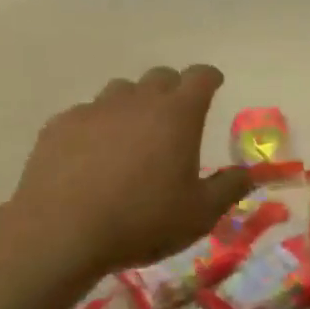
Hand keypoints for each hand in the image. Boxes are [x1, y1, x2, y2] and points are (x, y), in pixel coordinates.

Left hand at [6, 65, 253, 282]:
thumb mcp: (198, 215)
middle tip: (174, 116)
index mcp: (176, 115)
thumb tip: (248, 174)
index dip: (209, 77)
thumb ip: (228, 189)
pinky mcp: (61, 124)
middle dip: (172, 89)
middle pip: (160, 77)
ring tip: (132, 136)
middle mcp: (137, 100)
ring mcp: (95, 109)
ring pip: (120, 91)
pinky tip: (91, 155)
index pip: (200, 77)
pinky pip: (86, 114)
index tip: (213, 84)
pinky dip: (96, 126)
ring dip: (133, 104)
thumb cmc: (141, 221)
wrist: (61, 231)